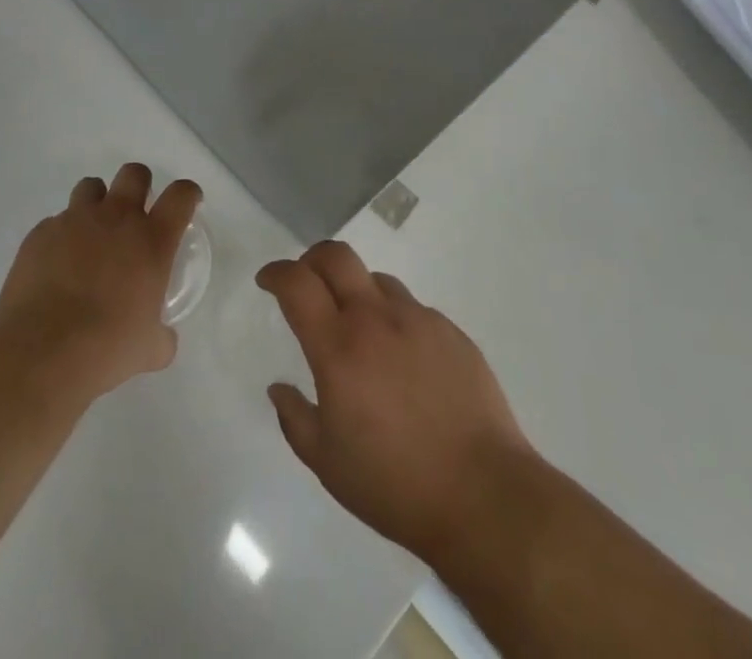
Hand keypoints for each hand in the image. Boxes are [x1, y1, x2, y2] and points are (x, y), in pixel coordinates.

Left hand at [0, 163, 201, 401]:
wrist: (41, 351)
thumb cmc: (106, 348)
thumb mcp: (148, 349)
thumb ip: (161, 336)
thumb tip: (163, 340)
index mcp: (152, 240)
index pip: (181, 195)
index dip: (187, 194)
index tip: (186, 203)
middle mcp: (117, 218)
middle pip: (134, 173)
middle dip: (139, 185)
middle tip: (135, 213)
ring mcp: (75, 220)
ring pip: (91, 186)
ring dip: (97, 203)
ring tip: (92, 233)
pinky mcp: (41, 233)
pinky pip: (55, 222)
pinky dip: (61, 236)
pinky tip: (56, 265)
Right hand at [257, 241, 532, 562]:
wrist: (484, 495)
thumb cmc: (396, 484)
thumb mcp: (328, 464)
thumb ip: (296, 418)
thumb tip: (279, 388)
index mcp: (339, 347)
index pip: (297, 284)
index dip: (276, 273)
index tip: (267, 281)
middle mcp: (376, 319)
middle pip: (337, 256)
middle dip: (312, 259)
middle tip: (305, 283)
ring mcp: (419, 320)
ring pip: (377, 280)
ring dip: (357, 291)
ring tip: (359, 329)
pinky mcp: (452, 332)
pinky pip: (413, 310)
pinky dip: (396, 320)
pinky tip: (404, 361)